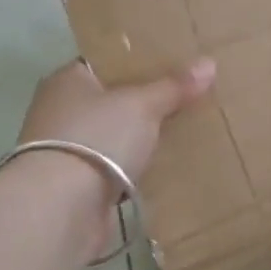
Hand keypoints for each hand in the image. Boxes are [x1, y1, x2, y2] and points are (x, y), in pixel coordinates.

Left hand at [19, 57, 215, 183]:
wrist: (60, 208)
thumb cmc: (97, 138)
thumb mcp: (142, 104)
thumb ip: (174, 86)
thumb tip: (209, 64)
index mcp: (68, 80)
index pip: (106, 61)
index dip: (139, 61)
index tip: (174, 63)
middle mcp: (60, 110)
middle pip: (112, 99)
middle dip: (145, 101)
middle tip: (187, 96)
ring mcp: (66, 150)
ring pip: (114, 135)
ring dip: (140, 137)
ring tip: (184, 130)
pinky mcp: (75, 185)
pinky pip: (114, 167)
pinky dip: (134, 167)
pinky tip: (164, 165)